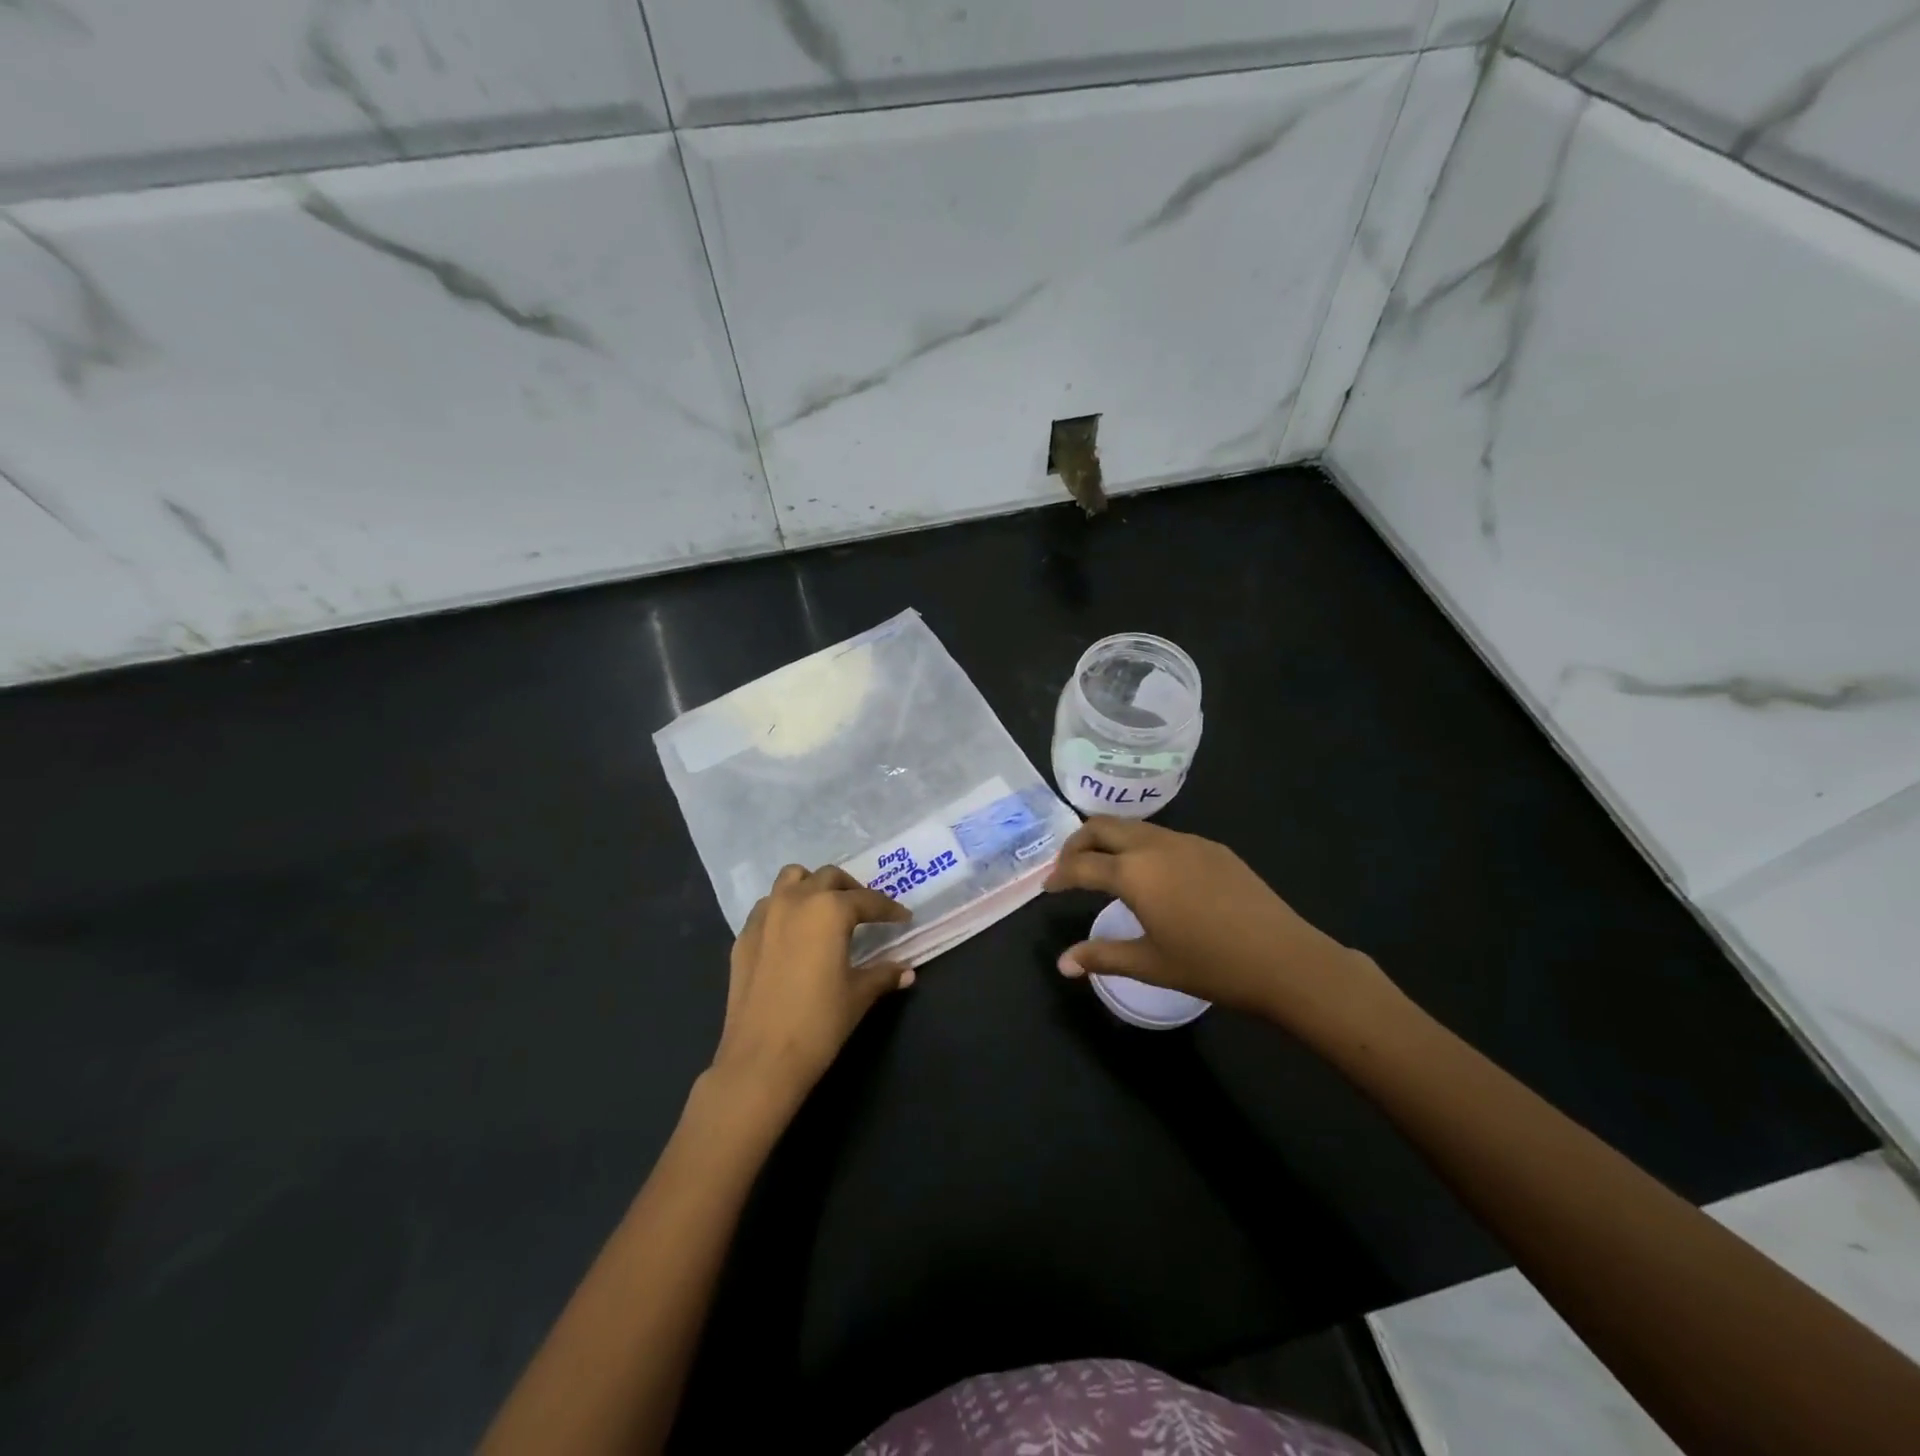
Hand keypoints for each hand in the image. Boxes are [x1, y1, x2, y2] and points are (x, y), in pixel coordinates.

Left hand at [709, 865, 913, 1111]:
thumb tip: (907, 972)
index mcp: (829, 910)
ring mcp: (765, 916)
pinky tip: (794, 933)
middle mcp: (796, 901)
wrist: (760, 1059)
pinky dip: (785, 907)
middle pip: (829, 877)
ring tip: (826, 909)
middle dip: (851, 889)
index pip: (867, 900)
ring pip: (792, 879)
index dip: (889, 908)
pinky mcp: (743, 936)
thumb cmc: (818, 1023)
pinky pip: (769, 905)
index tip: (903, 917)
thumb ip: (883, 975)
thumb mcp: (858, 995)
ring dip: (813, 886)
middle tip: (866, 911)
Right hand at [1044, 818, 1394, 1027]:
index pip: (1081, 865)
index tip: (1048, 888)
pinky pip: (1164, 835)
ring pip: (1134, 827)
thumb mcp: (1150, 964)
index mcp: (1134, 873)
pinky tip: (1152, 875)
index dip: (1059, 875)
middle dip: (1077, 843)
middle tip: (1068, 869)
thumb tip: (1062, 965)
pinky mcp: (1212, 847)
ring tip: (1104, 869)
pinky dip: (1141, 846)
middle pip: (1102, 827)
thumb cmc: (1211, 966)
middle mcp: (1156, 845)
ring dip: (1110, 841)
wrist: (1285, 959)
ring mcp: (1188, 841)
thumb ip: (1101, 956)